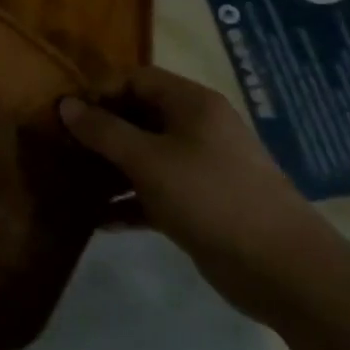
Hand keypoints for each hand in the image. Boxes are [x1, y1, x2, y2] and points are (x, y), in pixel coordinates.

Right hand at [60, 66, 343, 322]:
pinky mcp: (201, 205)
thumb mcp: (148, 160)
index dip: (100, 90)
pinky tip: (99, 219)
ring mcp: (201, 168)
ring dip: (111, 168)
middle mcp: (197, 128)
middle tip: (63, 147)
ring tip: (72, 181)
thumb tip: (65, 104)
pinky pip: (155, 192)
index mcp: (192, 104)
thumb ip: (104, 131)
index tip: (68, 114)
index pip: (136, 78)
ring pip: (145, 156)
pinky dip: (129, 201)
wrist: (285, 271)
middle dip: (101, 130)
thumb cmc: (212, 197)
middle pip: (139, 115)